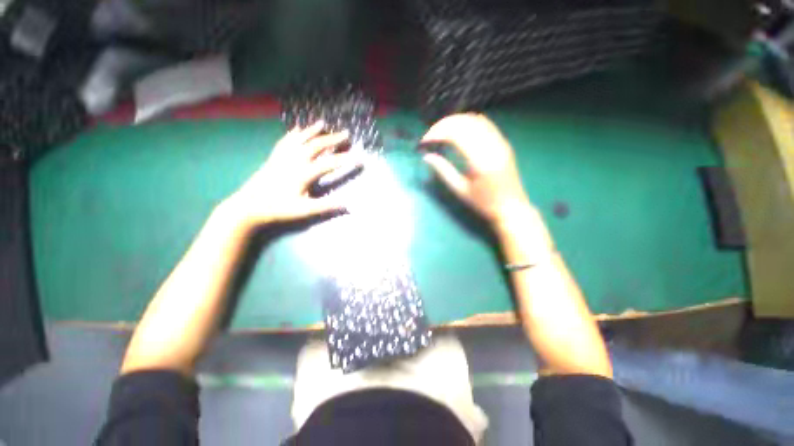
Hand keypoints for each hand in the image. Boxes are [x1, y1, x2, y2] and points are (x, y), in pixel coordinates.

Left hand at [224, 121, 358, 227]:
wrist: (248, 206)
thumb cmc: (278, 209)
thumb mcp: (305, 210)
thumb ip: (327, 206)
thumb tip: (348, 205)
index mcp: (303, 173)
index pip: (329, 164)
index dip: (345, 160)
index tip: (359, 157)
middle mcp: (294, 160)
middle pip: (316, 145)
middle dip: (332, 139)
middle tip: (345, 134)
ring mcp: (282, 157)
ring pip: (300, 139)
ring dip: (313, 131)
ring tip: (323, 123)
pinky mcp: (274, 157)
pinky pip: (285, 141)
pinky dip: (294, 134)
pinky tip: (297, 129)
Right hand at [421, 113, 530, 230]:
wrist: (511, 208)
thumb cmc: (484, 204)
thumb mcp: (460, 190)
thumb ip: (443, 171)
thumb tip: (426, 157)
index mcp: (481, 161)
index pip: (456, 135)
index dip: (438, 133)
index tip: (424, 141)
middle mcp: (493, 146)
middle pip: (465, 122)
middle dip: (444, 124)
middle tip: (430, 135)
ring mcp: (500, 142)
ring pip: (475, 120)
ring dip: (455, 121)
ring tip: (441, 131)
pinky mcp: (503, 142)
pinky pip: (485, 124)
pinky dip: (468, 122)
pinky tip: (458, 129)